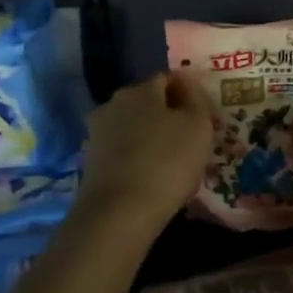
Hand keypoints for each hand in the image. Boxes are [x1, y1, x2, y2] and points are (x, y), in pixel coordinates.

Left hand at [80, 71, 213, 222]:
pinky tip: (150, 177)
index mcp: (141, 89)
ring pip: (133, 126)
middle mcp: (114, 103)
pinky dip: (136, 157)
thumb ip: (196, 98)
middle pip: (147, 102)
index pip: (168, 78)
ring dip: (150, 137)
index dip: (188, 94)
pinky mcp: (90, 161)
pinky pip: (122, 150)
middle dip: (167, 115)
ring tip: (171, 162)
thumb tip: (187, 83)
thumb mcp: (198, 125)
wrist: (119, 214)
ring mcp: (97, 132)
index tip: (203, 116)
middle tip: (190, 139)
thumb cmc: (167, 162)